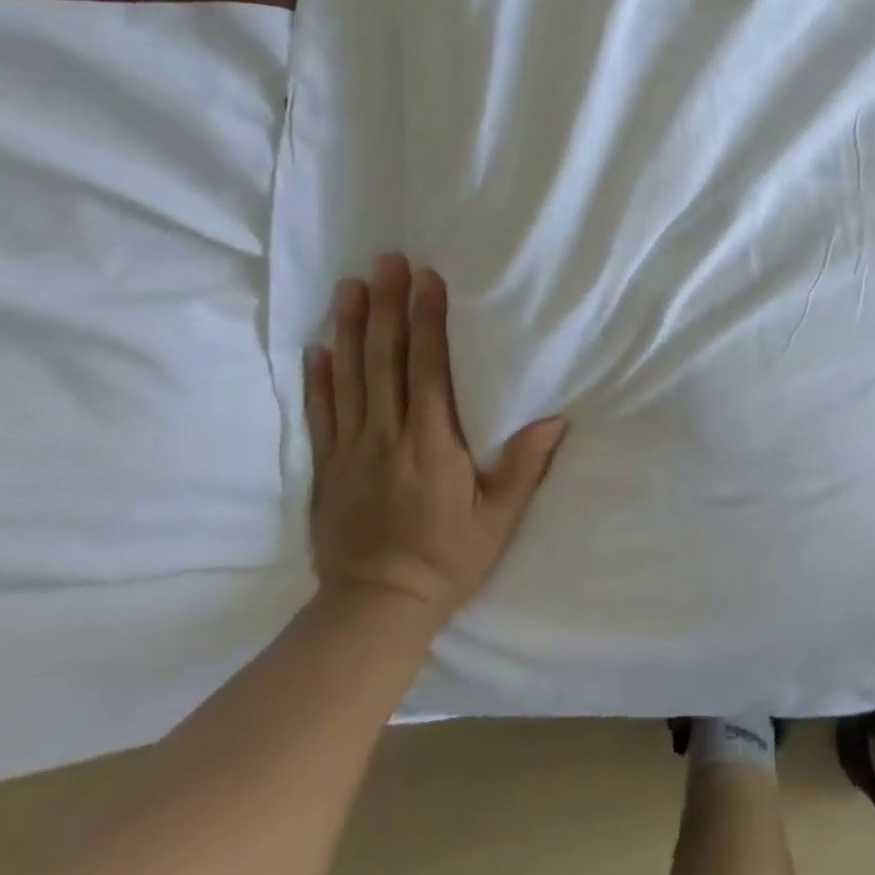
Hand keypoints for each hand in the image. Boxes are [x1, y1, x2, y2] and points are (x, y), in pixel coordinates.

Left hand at [304, 254, 566, 623]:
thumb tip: (556, 420)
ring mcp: (351, 451)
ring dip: (350, 328)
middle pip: (384, 361)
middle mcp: (387, 438)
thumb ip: (523, 468)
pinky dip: (319, 378)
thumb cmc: (447, 561)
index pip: (428, 369)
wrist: (373, 611)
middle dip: (388, 307)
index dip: (427, 321)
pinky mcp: (328, 469)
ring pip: (349, 378)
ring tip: (351, 286)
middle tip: (387, 262)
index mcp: (430, 445)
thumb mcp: (498, 521)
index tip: (428, 280)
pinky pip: (322, 414)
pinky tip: (319, 347)